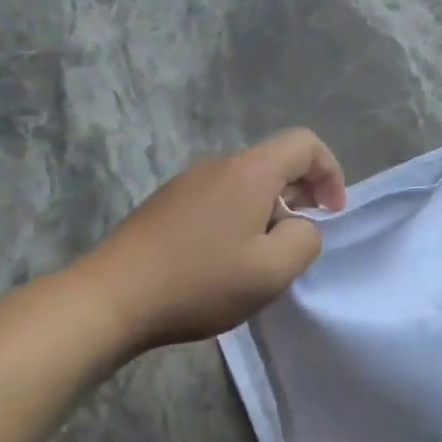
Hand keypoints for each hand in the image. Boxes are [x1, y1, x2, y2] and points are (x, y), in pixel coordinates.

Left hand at [79, 128, 345, 349]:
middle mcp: (217, 165)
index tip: (330, 213)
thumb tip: (300, 225)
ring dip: (269, 210)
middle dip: (301, 194)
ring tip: (263, 255)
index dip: (330, 172)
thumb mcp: (272, 271)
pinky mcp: (166, 204)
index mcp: (249, 172)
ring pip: (246, 183)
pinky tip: (226, 259)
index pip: (304, 143)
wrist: (111, 298)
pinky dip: (239, 217)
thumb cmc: (200, 282)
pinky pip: (219, 198)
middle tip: (301, 239)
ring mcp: (186, 183)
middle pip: (274, 162)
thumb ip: (305, 240)